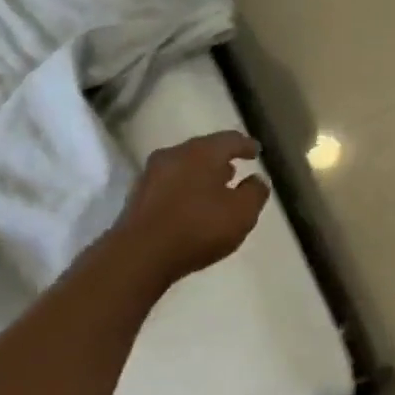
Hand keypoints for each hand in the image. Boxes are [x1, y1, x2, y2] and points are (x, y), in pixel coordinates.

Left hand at [113, 130, 268, 285]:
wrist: (139, 255)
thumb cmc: (198, 228)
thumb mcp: (242, 213)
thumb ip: (255, 193)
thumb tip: (257, 180)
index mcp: (202, 152)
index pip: (229, 139)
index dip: (246, 145)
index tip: (257, 151)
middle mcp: (174, 155)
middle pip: (203, 150)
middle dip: (221, 158)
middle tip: (235, 167)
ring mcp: (151, 175)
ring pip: (184, 166)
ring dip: (201, 174)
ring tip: (215, 187)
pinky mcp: (138, 197)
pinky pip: (169, 185)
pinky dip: (185, 189)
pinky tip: (191, 205)